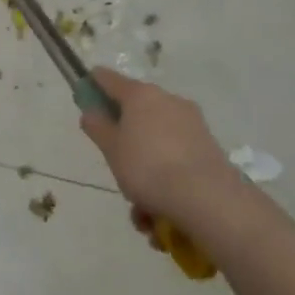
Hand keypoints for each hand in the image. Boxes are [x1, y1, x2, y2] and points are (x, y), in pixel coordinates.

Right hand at [78, 68, 238, 224]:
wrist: (208, 199)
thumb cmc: (148, 168)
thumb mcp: (111, 149)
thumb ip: (97, 127)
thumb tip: (91, 111)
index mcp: (140, 94)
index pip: (107, 78)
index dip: (92, 88)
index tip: (86, 105)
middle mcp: (167, 100)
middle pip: (136, 113)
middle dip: (125, 142)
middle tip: (118, 169)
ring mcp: (191, 122)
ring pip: (157, 141)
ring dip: (146, 170)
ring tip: (142, 211)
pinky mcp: (208, 147)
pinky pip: (177, 157)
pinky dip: (167, 179)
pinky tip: (161, 215)